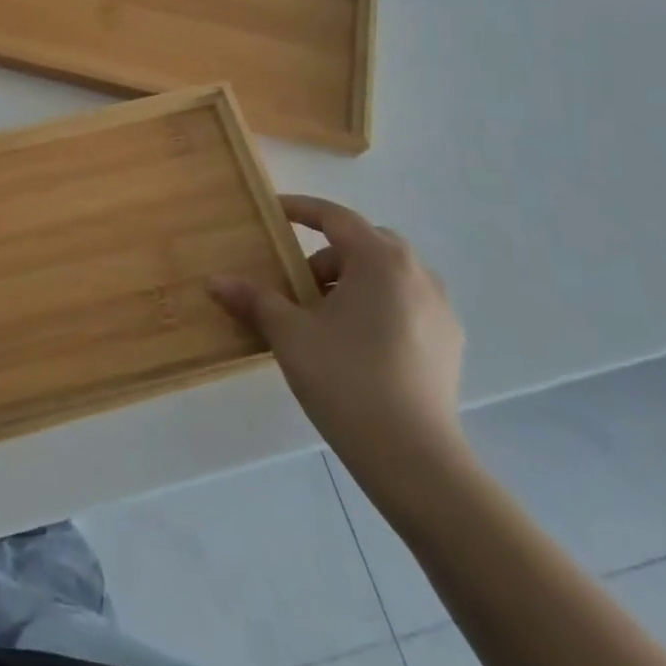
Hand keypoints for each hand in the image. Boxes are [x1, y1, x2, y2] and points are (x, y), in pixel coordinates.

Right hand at [208, 196, 464, 481]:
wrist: (413, 457)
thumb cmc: (344, 378)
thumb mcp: (288, 334)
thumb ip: (253, 299)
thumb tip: (214, 281)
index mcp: (380, 261)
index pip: (336, 217)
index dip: (301, 209)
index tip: (273, 211)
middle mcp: (418, 274)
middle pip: (366, 243)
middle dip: (328, 253)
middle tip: (297, 282)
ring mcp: (441, 310)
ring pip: (389, 275)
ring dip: (354, 281)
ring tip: (324, 316)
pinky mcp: (450, 344)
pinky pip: (407, 305)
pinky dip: (378, 306)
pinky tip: (356, 343)